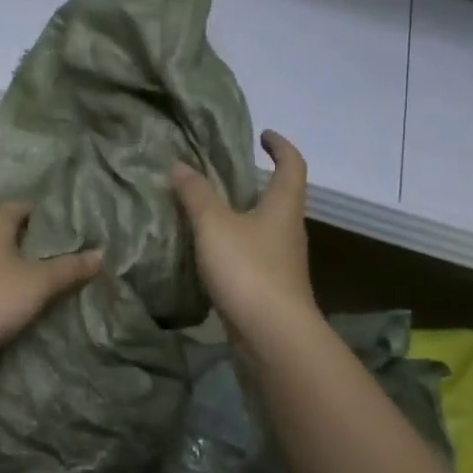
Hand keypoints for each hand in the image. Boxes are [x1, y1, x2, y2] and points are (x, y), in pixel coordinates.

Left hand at [0, 201, 102, 361]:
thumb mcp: (38, 282)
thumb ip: (69, 267)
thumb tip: (101, 253)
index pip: (25, 206)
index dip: (49, 214)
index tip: (74, 225)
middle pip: (12, 229)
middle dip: (38, 240)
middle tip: (69, 251)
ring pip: (0, 254)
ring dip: (21, 262)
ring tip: (52, 274)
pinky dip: (7, 280)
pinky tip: (23, 295)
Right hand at [172, 131, 316, 344]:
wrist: (273, 337)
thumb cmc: (249, 270)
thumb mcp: (214, 225)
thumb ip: (196, 194)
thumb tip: (180, 165)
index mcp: (283, 206)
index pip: (292, 165)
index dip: (280, 146)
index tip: (263, 135)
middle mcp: (289, 231)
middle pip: (280, 197)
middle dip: (256, 182)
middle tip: (222, 174)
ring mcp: (283, 263)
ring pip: (264, 229)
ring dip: (242, 216)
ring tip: (208, 211)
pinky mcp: (271, 289)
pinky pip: (253, 256)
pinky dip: (234, 246)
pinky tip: (209, 253)